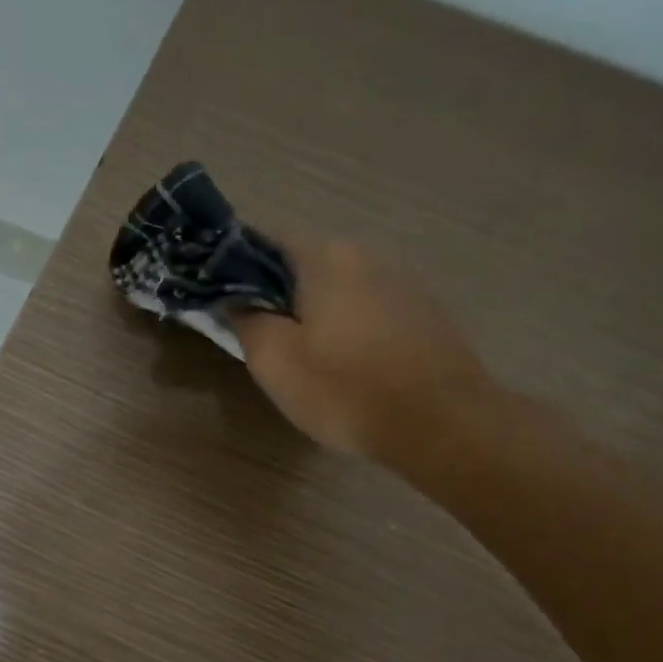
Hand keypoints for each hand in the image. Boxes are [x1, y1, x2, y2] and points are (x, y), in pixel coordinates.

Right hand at [231, 239, 498, 470]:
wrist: (442, 424)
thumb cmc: (346, 390)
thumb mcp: (274, 361)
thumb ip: (246, 321)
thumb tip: (236, 300)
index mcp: (325, 258)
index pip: (267, 237)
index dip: (236, 261)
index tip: (220, 292)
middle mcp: (366, 256)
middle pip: (305, 262)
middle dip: (275, 290)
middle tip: (256, 332)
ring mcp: (402, 283)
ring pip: (339, 287)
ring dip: (313, 310)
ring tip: (300, 353)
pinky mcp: (424, 313)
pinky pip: (368, 308)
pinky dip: (346, 325)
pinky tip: (344, 363)